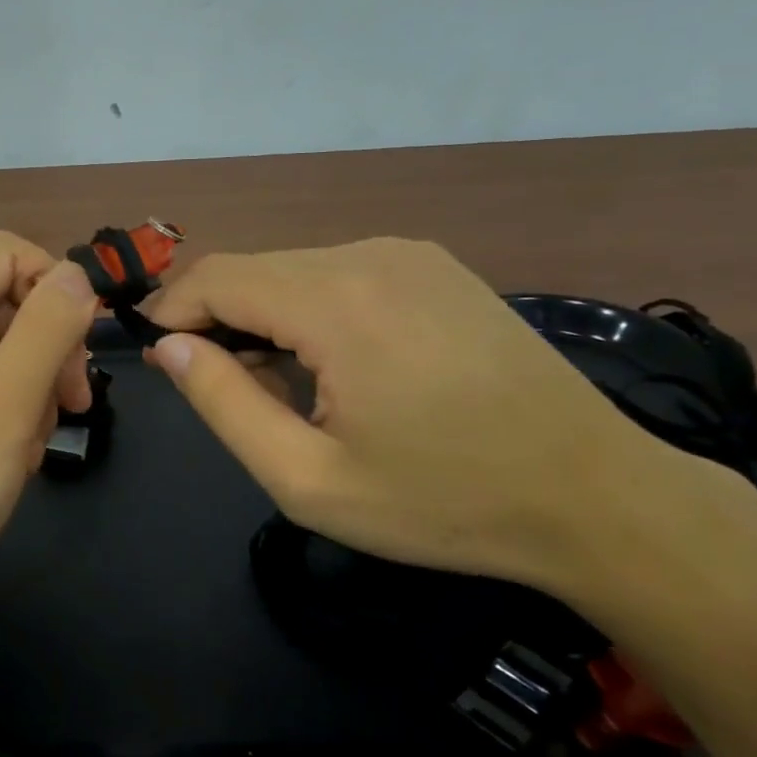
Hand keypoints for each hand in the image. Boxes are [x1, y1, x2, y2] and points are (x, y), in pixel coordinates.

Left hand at [0, 232, 96, 624]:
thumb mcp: (4, 410)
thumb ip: (45, 331)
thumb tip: (76, 272)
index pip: (9, 252)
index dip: (56, 287)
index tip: (82, 351)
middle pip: (6, 296)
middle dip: (49, 346)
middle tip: (71, 407)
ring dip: (31, 385)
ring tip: (28, 445)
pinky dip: (6, 406)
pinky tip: (8, 455)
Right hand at [144, 238, 691, 596]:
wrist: (598, 498)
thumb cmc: (444, 501)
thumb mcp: (309, 479)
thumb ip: (224, 404)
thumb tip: (171, 346)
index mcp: (337, 302)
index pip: (216, 277)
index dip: (172, 310)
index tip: (157, 357)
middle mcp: (369, 255)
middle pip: (252, 269)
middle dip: (215, 319)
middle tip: (217, 387)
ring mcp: (408, 254)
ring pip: (292, 270)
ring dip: (262, 317)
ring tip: (279, 388)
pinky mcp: (434, 267)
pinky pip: (337, 274)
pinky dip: (308, 309)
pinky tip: (332, 365)